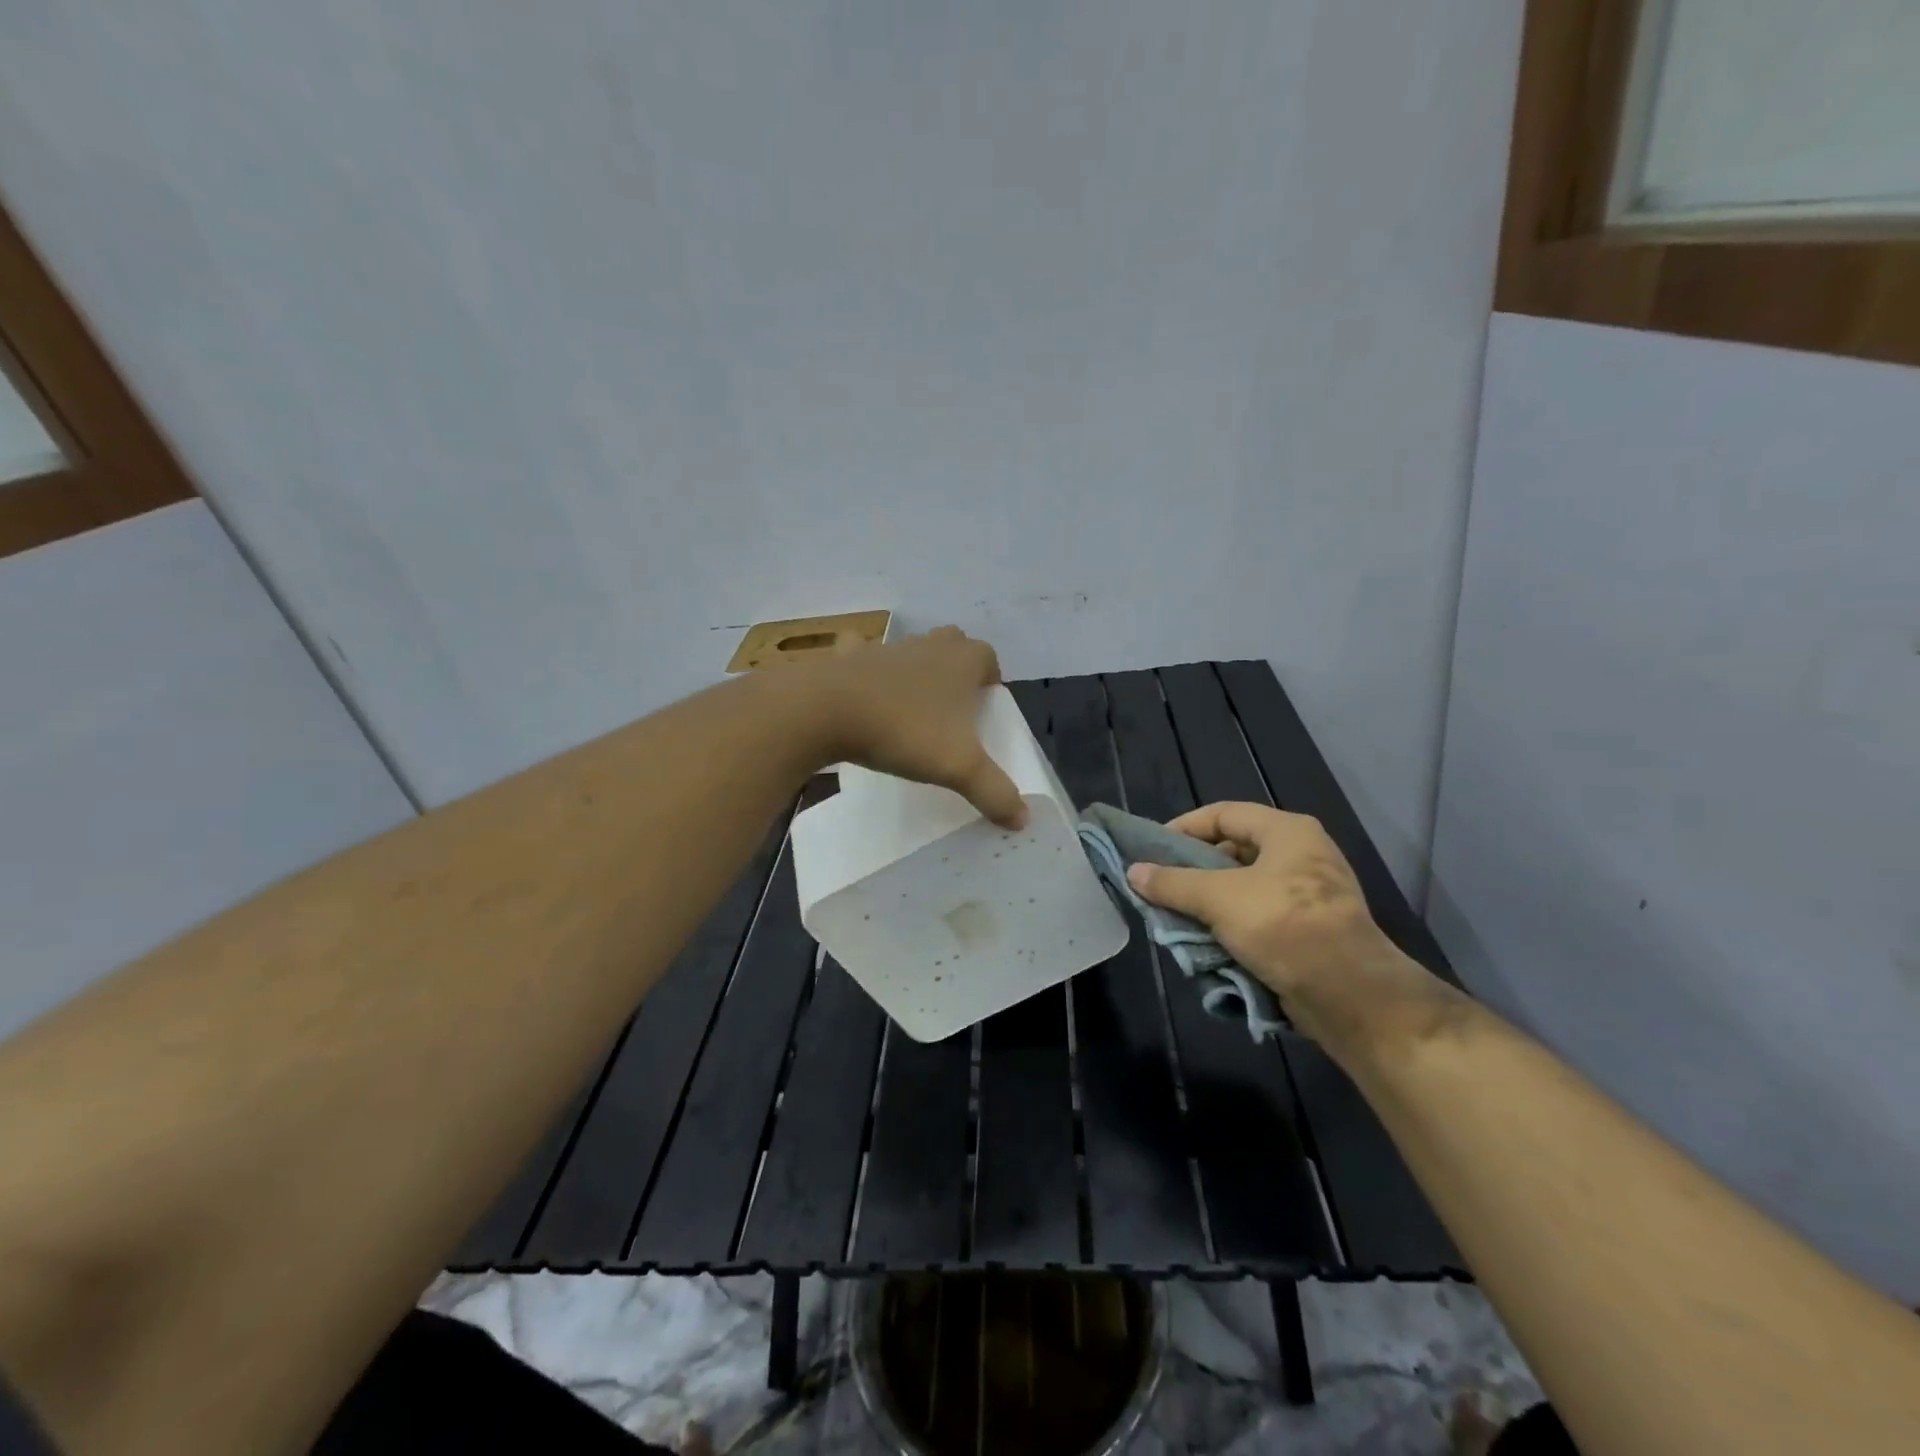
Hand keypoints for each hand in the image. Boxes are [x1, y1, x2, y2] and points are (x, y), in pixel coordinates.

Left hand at [805, 627, 1028, 829]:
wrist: (827, 710)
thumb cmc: (904, 730)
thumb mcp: (958, 768)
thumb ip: (994, 791)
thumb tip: (1023, 819)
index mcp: (961, 662)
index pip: (988, 657)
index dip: (991, 678)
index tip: (985, 706)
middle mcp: (927, 646)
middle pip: (952, 643)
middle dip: (956, 667)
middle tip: (952, 705)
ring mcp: (885, 648)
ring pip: (909, 649)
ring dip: (914, 669)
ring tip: (909, 705)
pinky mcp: (847, 657)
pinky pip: (860, 654)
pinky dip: (863, 667)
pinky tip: (861, 692)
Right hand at [1125, 802, 1448, 1050]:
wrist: (1351, 995)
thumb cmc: (1284, 927)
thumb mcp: (1219, 899)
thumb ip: (1173, 883)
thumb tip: (1133, 871)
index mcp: (1287, 832)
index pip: (1224, 814)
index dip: (1184, 828)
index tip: (1153, 850)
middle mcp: (1301, 855)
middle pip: (1233, 851)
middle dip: (1194, 871)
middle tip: (1163, 887)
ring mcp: (1308, 894)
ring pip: (1244, 888)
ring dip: (1210, 903)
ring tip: (1178, 917)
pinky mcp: (1309, 930)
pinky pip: (1259, 917)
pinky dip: (1232, 926)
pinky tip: (1207, 942)